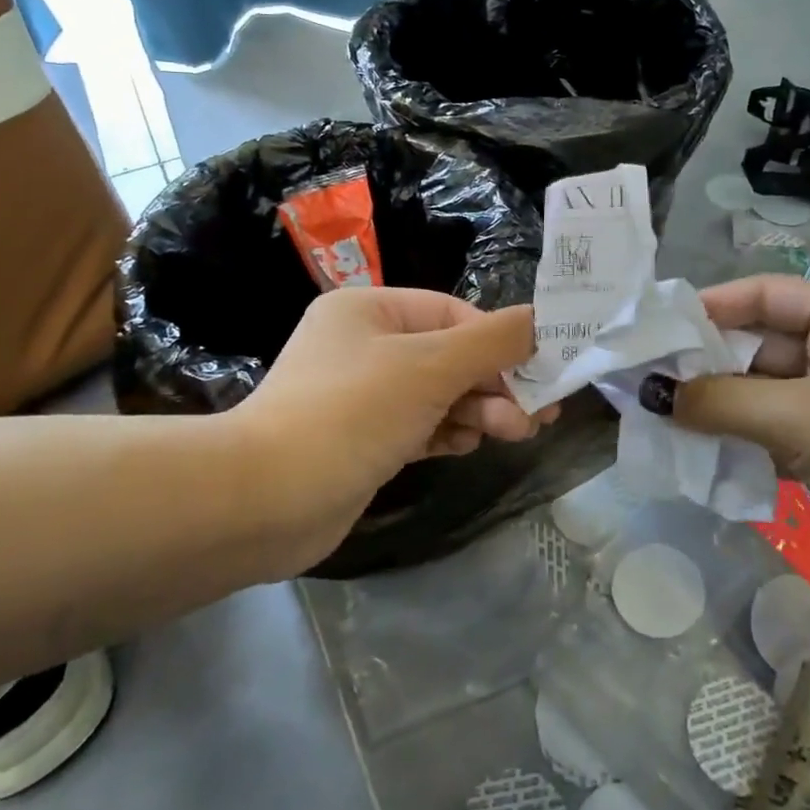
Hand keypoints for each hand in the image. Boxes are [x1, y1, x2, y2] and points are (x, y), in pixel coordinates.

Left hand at [231, 288, 552, 577]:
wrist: (265, 501)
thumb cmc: (352, 413)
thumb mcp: (431, 367)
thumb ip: (493, 341)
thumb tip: (543, 319)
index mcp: (370, 309)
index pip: (454, 315)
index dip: (502, 342)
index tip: (544, 373)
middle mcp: (364, 344)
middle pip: (450, 355)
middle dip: (495, 383)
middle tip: (539, 415)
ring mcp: (361, 395)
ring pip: (438, 393)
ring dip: (478, 410)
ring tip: (515, 433)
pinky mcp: (362, 440)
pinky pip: (419, 425)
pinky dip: (447, 432)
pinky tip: (469, 445)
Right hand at [656, 276, 809, 599]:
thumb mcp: (803, 420)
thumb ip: (720, 403)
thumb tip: (650, 393)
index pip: (758, 294)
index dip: (705, 309)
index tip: (652, 333)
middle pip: (756, 346)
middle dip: (704, 368)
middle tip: (645, 388)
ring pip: (765, 395)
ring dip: (721, 411)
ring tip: (662, 425)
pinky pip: (782, 433)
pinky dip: (747, 443)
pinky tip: (704, 460)